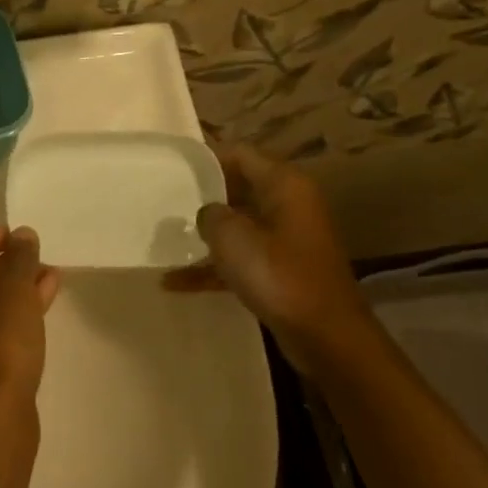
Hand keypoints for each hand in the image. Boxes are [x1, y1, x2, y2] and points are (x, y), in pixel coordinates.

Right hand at [164, 143, 375, 366]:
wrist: (324, 334)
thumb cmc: (278, 275)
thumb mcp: (232, 238)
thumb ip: (211, 215)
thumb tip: (208, 213)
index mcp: (283, 185)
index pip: (240, 154)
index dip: (206, 157)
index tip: (171, 165)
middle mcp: (288, 204)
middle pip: (237, 188)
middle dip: (201, 196)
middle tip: (163, 201)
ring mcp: (286, 238)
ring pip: (237, 226)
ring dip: (204, 235)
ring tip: (164, 241)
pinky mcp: (281, 269)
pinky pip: (241, 258)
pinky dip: (213, 267)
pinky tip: (175, 283)